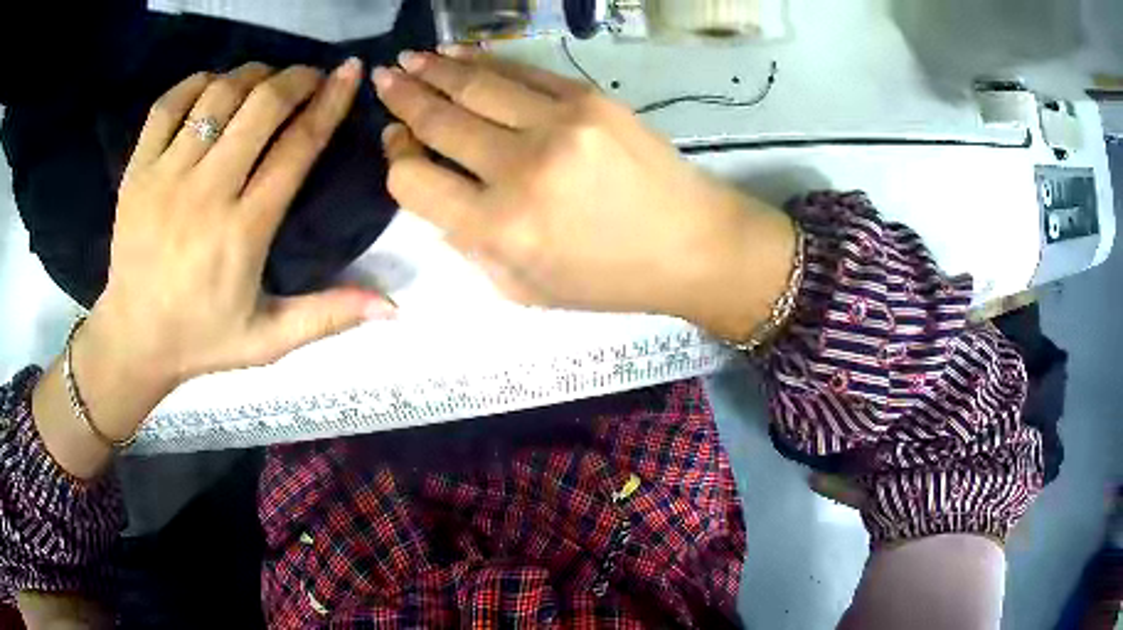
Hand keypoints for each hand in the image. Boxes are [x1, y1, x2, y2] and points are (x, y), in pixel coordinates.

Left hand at [87, 59, 393, 391]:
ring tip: (265, 80)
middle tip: (309, 76)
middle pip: (260, 108)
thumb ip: (327, 317)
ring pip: (218, 97)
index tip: (350, 72)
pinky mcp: (138, 172)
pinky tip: (213, 86)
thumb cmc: (202, 339)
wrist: (134, 340)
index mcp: (243, 232)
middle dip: (295, 79)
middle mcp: (205, 194)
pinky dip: (197, 83)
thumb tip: (394, 308)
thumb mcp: (268, 341)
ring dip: (251, 76)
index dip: (330, 103)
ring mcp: (166, 178)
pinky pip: (168, 106)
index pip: (296, 148)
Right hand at [373, 47, 794, 337]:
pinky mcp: (589, 99)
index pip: (413, 180)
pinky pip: (522, 72)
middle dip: (403, 97)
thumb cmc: (608, 278)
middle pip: (439, 121)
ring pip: (475, 85)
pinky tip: (458, 53)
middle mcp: (519, 169)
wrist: (692, 243)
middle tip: (383, 77)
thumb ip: (468, 244)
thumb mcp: (523, 289)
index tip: (395, 141)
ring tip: (408, 59)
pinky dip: (484, 61)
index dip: (396, 157)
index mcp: (499, 229)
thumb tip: (432, 187)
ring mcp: (558, 125)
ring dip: (434, 68)